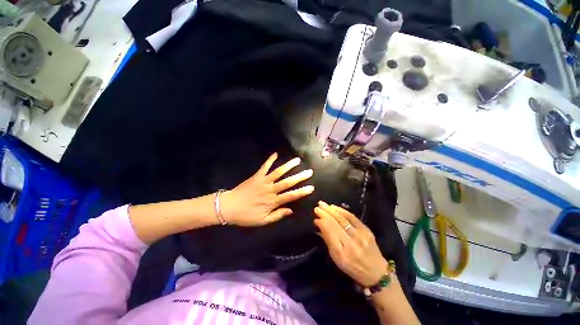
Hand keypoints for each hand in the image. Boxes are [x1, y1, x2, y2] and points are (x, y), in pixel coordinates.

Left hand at [220, 153, 314, 226]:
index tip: (311, 187)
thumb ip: (277, 215)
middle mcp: (270, 189)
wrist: (228, 207)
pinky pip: (264, 166)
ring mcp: (263, 181)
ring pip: (278, 172)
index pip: (291, 196)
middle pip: (287, 182)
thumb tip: (291, 210)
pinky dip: (270, 160)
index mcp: (273, 201)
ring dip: (288, 166)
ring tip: (297, 160)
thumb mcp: (262, 221)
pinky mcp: (256, 176)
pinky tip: (276, 153)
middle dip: (299, 177)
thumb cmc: (246, 215)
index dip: (302, 192)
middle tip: (309, 171)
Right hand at [314, 201, 388, 285]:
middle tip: (317, 207)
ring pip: (342, 218)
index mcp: (341, 253)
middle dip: (324, 213)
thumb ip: (327, 241)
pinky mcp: (366, 230)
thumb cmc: (352, 267)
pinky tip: (334, 207)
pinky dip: (342, 210)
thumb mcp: (336, 259)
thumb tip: (319, 225)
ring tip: (323, 204)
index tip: (315, 218)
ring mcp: (360, 235)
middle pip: (335, 223)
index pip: (329, 231)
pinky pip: (352, 217)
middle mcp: (350, 243)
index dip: (321, 222)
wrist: (376, 272)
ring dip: (331, 210)